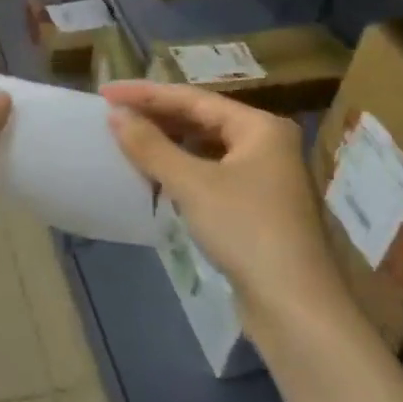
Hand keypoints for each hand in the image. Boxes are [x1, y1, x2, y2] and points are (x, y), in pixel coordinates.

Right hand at [102, 81, 350, 330]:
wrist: (296, 308)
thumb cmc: (246, 231)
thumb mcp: (192, 184)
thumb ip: (150, 145)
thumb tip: (115, 114)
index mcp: (260, 127)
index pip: (193, 98)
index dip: (146, 94)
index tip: (106, 93)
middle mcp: (267, 144)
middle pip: (202, 119)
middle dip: (157, 117)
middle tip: (113, 115)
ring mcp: (265, 178)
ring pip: (206, 148)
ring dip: (168, 144)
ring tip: (128, 140)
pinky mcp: (258, 208)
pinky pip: (212, 174)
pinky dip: (182, 170)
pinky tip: (156, 176)